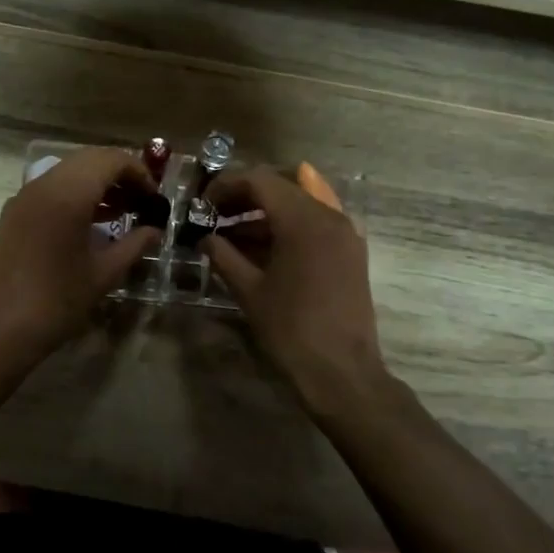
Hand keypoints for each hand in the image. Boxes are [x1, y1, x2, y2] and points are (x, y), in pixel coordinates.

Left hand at [0, 147, 159, 363]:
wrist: (2, 329)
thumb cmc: (58, 301)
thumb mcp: (104, 273)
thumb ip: (134, 244)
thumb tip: (155, 230)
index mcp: (68, 195)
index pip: (110, 160)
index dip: (138, 172)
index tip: (155, 197)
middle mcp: (43, 185)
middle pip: (89, 158)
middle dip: (119, 173)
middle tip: (141, 199)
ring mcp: (25, 197)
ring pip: (69, 171)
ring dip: (97, 182)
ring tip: (123, 210)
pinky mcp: (15, 212)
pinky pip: (51, 188)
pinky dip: (76, 193)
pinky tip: (93, 221)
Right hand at [203, 167, 384, 393]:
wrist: (343, 372)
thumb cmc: (291, 330)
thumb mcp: (249, 290)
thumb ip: (223, 255)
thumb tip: (205, 238)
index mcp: (302, 219)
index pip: (259, 180)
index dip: (226, 185)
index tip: (203, 204)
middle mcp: (328, 215)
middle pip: (281, 185)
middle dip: (244, 196)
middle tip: (215, 215)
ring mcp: (344, 232)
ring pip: (299, 203)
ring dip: (264, 211)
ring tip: (231, 233)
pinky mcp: (350, 251)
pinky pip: (315, 223)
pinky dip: (287, 226)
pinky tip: (262, 246)